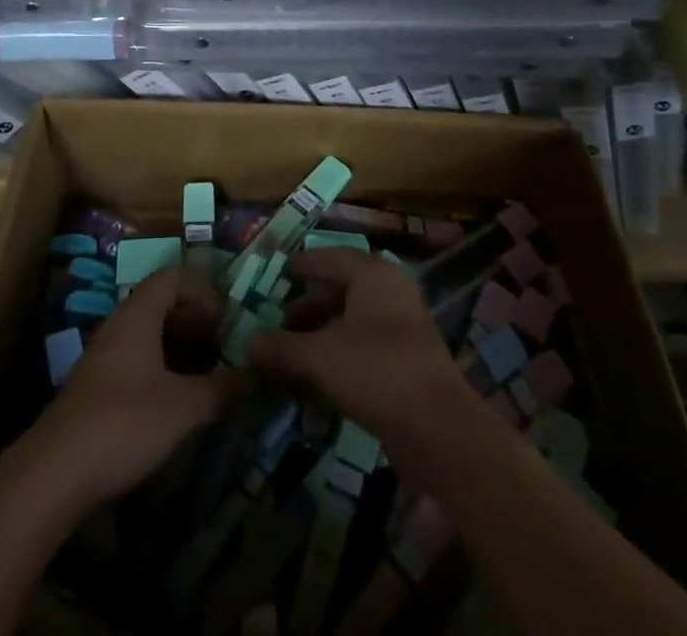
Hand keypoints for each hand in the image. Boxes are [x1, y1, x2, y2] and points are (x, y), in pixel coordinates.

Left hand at [28, 267, 237, 508]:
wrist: (53, 475)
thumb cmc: (123, 424)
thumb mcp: (182, 408)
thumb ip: (221, 389)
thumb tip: (257, 376)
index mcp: (138, 315)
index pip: (173, 277)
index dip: (204, 290)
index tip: (229, 318)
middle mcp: (120, 326)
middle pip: (163, 304)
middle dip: (198, 320)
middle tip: (228, 346)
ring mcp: (106, 357)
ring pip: (151, 335)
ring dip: (183, 347)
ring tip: (212, 373)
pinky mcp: (99, 388)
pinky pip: (139, 360)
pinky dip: (165, 368)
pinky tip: (181, 400)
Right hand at [247, 249, 476, 449]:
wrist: (439, 430)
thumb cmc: (376, 372)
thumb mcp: (319, 357)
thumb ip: (281, 348)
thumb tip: (247, 344)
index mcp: (373, 275)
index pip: (331, 257)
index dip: (303, 264)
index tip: (280, 271)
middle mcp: (391, 292)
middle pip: (342, 289)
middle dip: (309, 305)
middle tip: (280, 321)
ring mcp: (403, 326)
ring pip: (353, 319)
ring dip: (322, 332)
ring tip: (293, 353)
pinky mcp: (408, 360)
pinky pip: (365, 344)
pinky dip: (340, 353)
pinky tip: (318, 377)